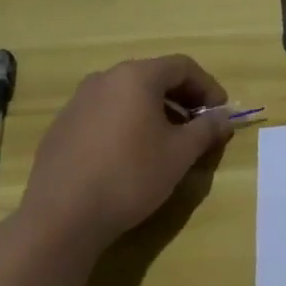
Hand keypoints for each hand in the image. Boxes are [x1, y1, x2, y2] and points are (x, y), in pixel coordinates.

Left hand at [18, 55, 233, 254]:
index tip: (221, 111)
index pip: (182, 67)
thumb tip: (224, 117)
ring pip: (127, 95)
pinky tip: (130, 153)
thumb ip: (207, 129)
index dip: (207, 86)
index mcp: (136, 76)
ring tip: (167, 140)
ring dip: (154, 110)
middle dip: (181, 97)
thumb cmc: (130, 176)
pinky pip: (104, 113)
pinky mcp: (61, 127)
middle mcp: (105, 79)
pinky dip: (126, 123)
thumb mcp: (180, 153)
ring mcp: (78, 102)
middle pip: (154, 77)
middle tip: (198, 124)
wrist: (61, 218)